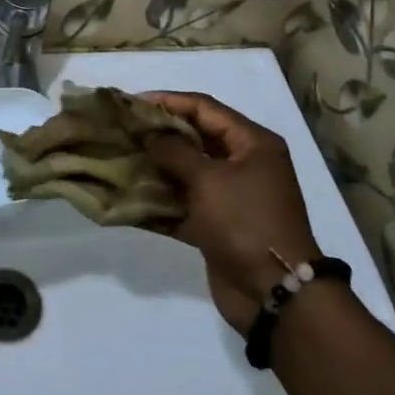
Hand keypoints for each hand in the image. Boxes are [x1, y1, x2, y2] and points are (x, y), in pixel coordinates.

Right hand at [144, 91, 321, 332]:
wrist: (275, 293)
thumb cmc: (245, 221)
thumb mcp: (209, 179)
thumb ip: (175, 151)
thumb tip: (150, 136)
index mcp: (252, 143)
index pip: (205, 108)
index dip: (169, 101)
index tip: (133, 103)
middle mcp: (243, 164)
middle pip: (194, 138)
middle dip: (158, 135)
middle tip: (122, 131)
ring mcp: (230, 197)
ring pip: (185, 173)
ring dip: (154, 169)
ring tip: (120, 160)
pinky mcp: (216, 226)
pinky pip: (182, 206)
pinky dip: (158, 204)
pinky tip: (127, 200)